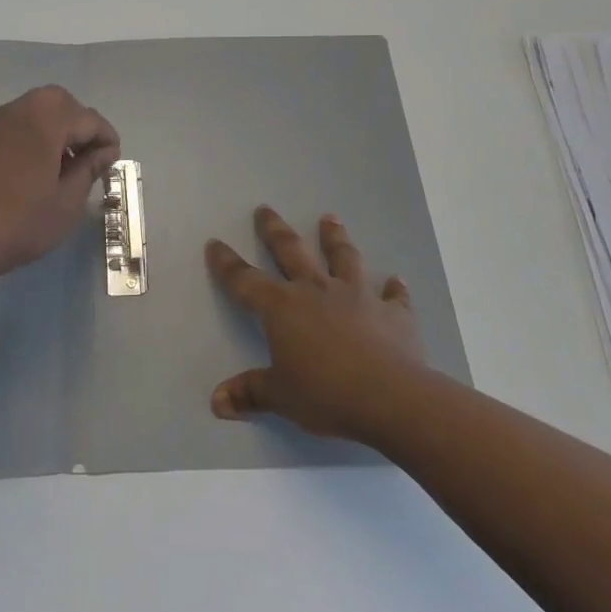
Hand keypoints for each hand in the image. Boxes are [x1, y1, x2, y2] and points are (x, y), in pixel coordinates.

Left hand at [0, 86, 119, 285]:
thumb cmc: (19, 224)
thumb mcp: (67, 203)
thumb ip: (89, 170)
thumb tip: (104, 152)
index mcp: (45, 122)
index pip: (88, 119)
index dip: (107, 138)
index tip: (112, 163)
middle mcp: (18, 111)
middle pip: (59, 102)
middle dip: (79, 123)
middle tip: (88, 157)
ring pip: (34, 109)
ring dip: (54, 127)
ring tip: (61, 165)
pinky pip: (13, 124)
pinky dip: (31, 135)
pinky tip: (31, 169)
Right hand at [205, 207, 425, 447]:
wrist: (392, 398)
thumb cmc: (326, 394)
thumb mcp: (280, 396)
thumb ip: (249, 394)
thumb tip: (216, 402)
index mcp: (282, 307)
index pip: (245, 280)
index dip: (226, 263)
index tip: (215, 243)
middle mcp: (316, 290)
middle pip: (291, 251)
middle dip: (274, 230)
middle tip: (265, 209)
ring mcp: (357, 296)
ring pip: (342, 258)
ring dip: (334, 238)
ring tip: (329, 219)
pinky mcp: (393, 312)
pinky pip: (393, 296)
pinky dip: (394, 288)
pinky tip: (395, 281)